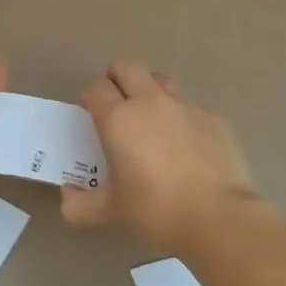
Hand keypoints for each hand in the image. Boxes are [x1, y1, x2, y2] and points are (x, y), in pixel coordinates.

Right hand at [60, 60, 257, 252]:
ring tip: (151, 121)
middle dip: (115, 80)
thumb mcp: (109, 212)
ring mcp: (185, 106)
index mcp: (119, 118)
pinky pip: (189, 106)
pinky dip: (180, 117)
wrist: (218, 218)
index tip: (90, 116)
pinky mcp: (213, 117)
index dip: (90, 98)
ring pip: (160, 80)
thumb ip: (78, 204)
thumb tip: (67, 196)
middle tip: (116, 108)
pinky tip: (185, 146)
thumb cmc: (155, 211)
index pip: (96, 87)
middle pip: (126, 67)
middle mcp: (150, 102)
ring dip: (148, 91)